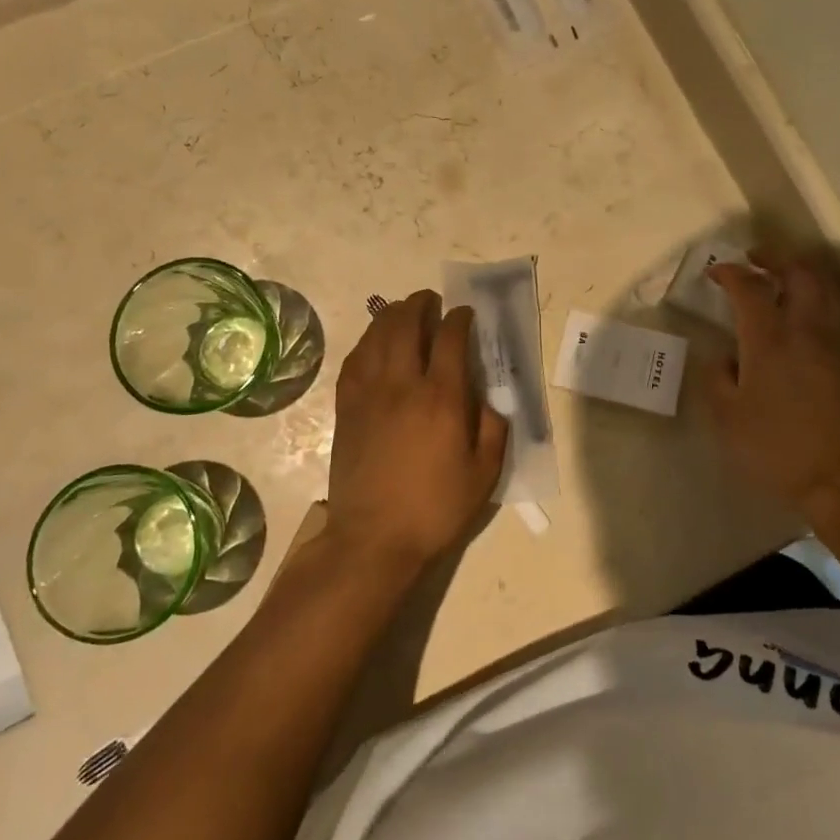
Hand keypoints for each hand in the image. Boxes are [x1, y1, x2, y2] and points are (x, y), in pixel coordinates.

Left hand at [327, 291, 509, 570]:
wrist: (374, 538)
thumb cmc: (435, 508)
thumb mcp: (484, 475)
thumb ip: (493, 428)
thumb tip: (487, 398)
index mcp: (442, 397)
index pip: (450, 338)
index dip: (460, 318)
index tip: (466, 313)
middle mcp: (403, 384)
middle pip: (407, 324)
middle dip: (421, 305)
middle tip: (431, 301)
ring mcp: (369, 393)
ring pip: (377, 336)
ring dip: (392, 315)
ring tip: (403, 311)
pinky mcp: (347, 408)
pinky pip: (355, 360)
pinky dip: (367, 342)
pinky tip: (374, 343)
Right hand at [707, 249, 839, 517]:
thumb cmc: (777, 449)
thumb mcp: (728, 419)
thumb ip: (718, 379)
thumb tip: (725, 357)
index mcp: (769, 341)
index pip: (749, 288)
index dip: (731, 273)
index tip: (716, 273)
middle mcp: (806, 331)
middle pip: (799, 273)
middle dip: (775, 258)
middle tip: (755, 260)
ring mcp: (836, 344)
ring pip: (826, 288)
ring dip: (802, 274)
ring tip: (782, 280)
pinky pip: (836, 312)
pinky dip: (818, 298)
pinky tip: (804, 316)